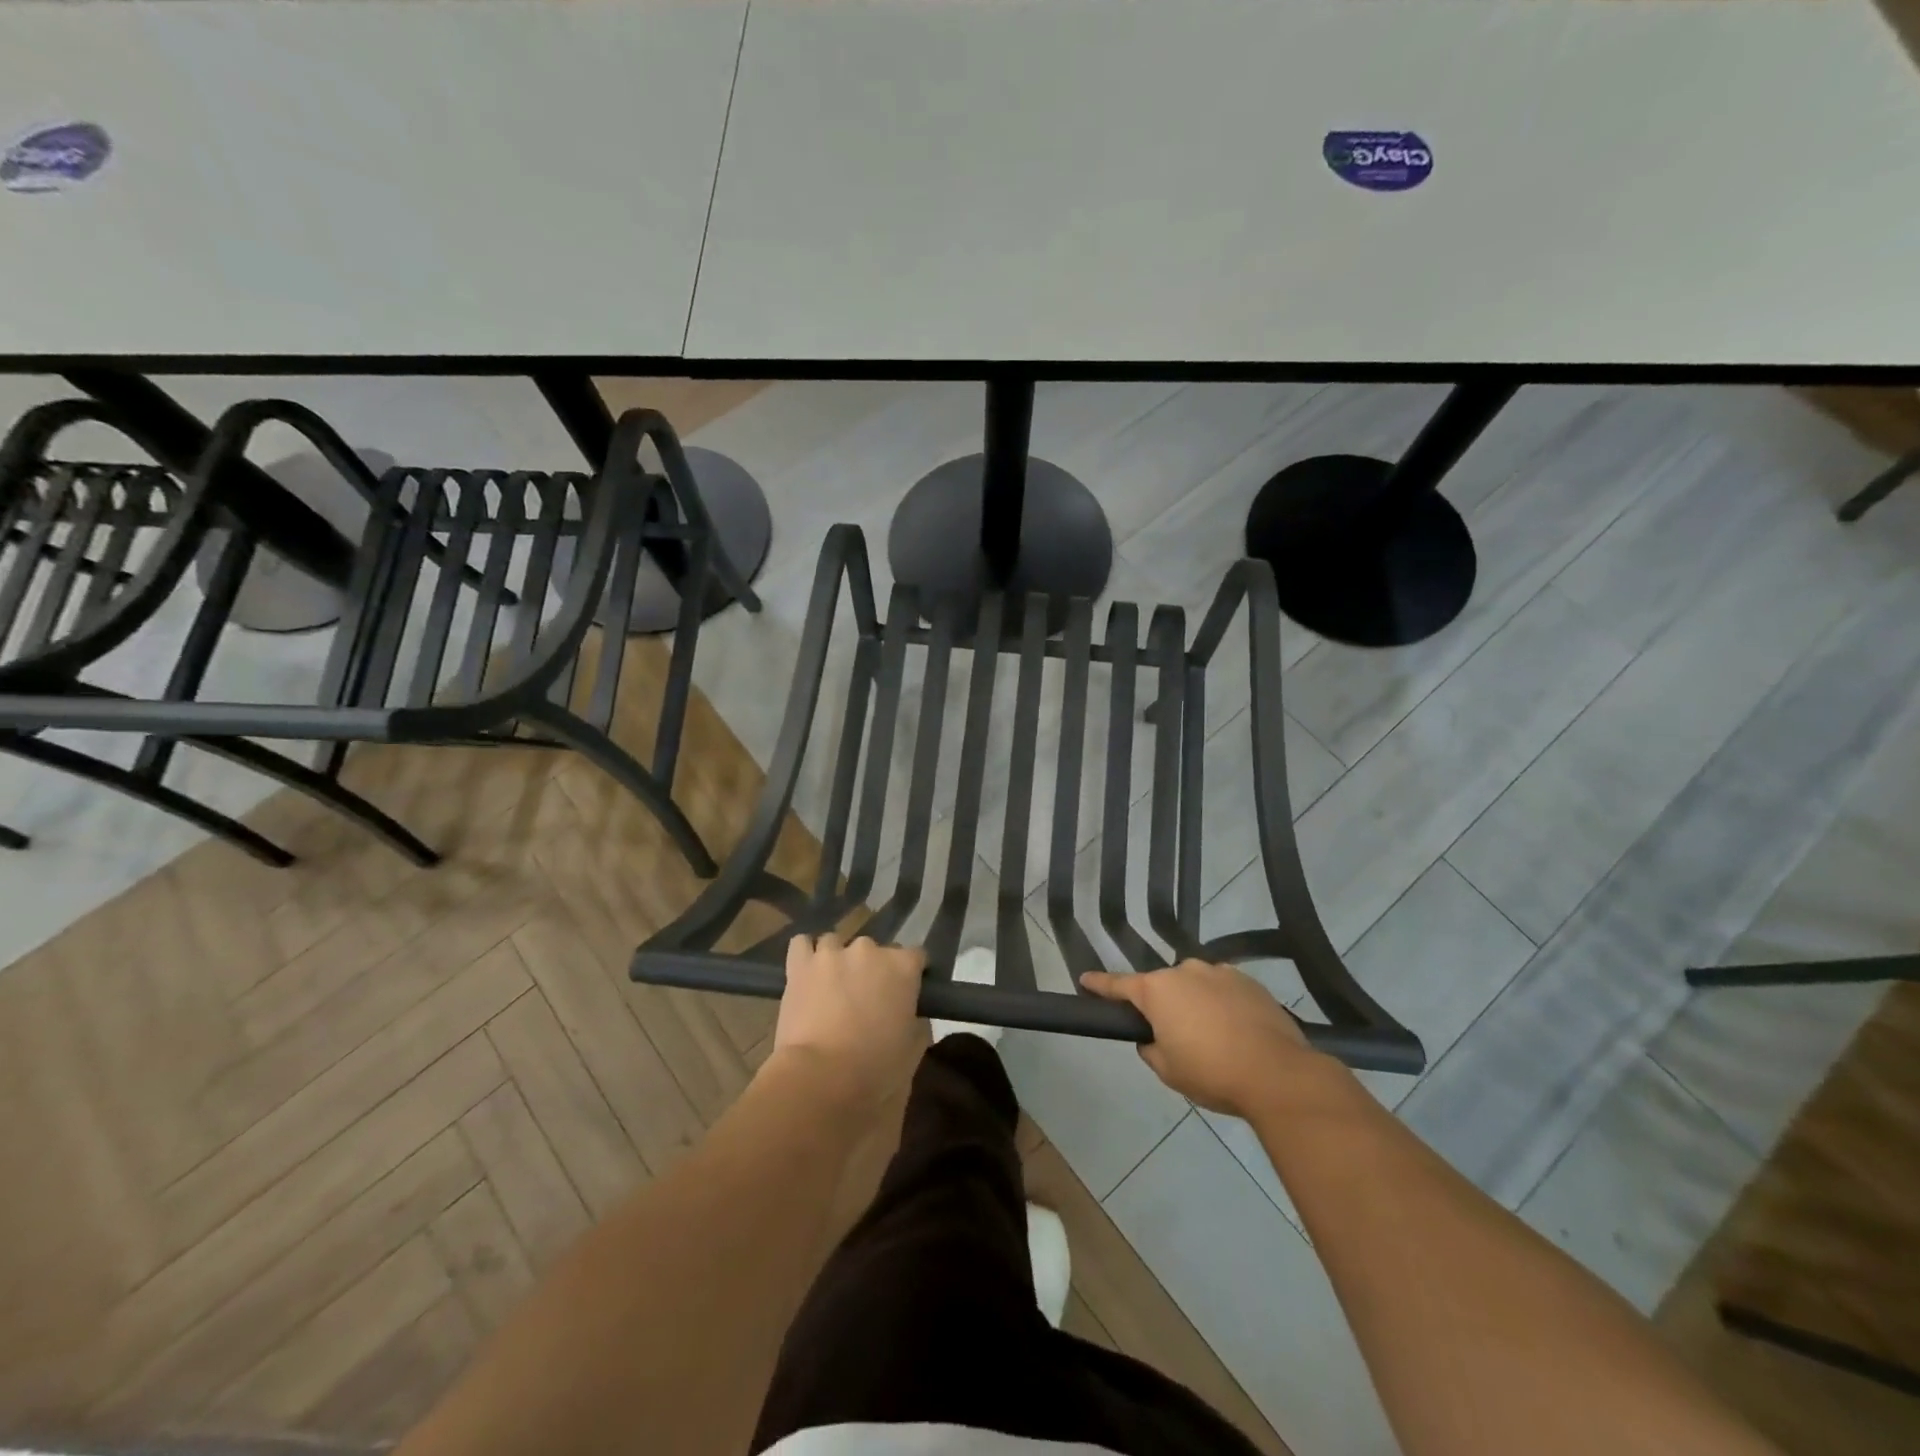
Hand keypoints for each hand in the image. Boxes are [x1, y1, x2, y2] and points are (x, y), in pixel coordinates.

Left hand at [771, 934, 928, 1106]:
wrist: (820, 1077)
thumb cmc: (874, 1069)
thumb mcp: (913, 1052)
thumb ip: (918, 1024)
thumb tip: (913, 1016)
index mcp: (903, 967)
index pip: (916, 956)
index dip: (911, 975)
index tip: (905, 994)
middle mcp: (869, 950)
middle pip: (874, 950)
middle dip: (872, 969)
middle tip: (865, 999)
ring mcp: (832, 953)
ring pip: (836, 943)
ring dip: (837, 960)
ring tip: (832, 986)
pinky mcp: (800, 964)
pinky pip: (802, 944)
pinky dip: (806, 955)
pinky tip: (807, 972)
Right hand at [1081, 961, 1335, 1117]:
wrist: (1278, 1074)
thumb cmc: (1211, 1072)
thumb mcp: (1168, 1070)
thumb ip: (1151, 1048)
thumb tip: (1154, 1038)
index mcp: (1157, 990)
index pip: (1118, 985)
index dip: (1099, 985)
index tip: (1084, 979)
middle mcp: (1185, 971)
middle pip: (1162, 986)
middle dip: (1162, 1005)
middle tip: (1172, 1035)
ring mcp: (1219, 972)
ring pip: (1196, 986)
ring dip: (1195, 1003)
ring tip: (1212, 1037)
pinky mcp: (1249, 981)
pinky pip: (1224, 990)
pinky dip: (1222, 1005)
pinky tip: (1236, 1032)